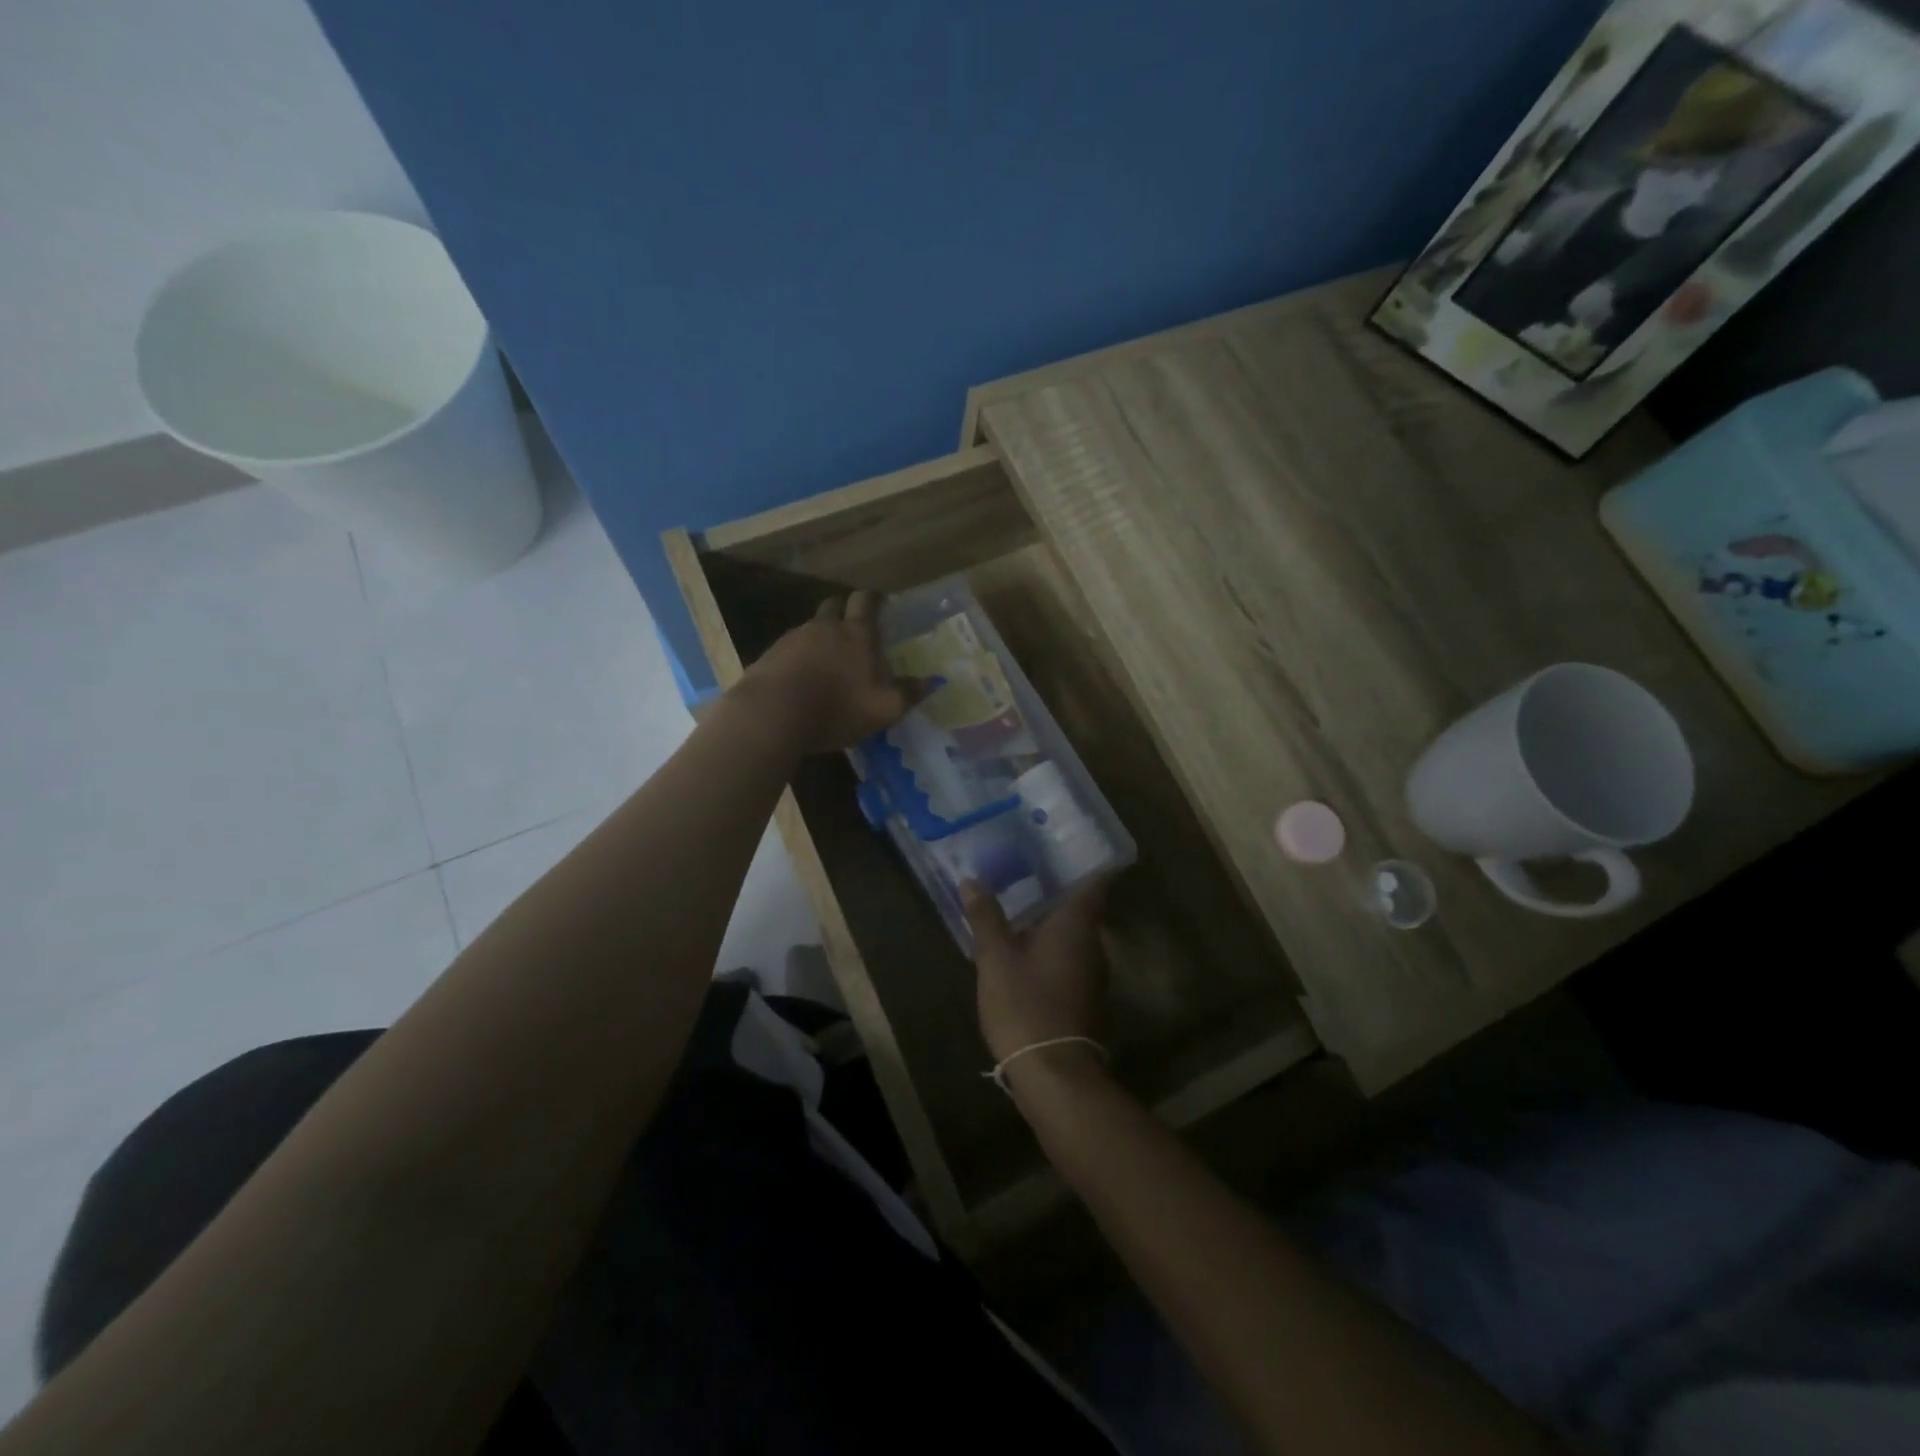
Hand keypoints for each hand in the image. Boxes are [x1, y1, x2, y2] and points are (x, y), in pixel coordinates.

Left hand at [735, 591, 916, 753]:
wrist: (772, 714)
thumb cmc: (836, 708)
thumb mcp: (882, 709)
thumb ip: (907, 694)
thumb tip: (932, 681)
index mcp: (856, 634)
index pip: (866, 601)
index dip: (874, 599)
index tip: (880, 601)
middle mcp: (824, 627)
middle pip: (833, 606)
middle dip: (843, 612)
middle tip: (852, 630)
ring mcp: (792, 639)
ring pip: (810, 628)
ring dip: (819, 639)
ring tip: (825, 663)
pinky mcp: (769, 656)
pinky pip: (788, 650)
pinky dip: (797, 659)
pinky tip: (800, 680)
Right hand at [964, 875, 1111, 1065]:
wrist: (1054, 1074)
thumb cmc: (1025, 1004)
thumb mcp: (996, 958)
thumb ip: (986, 917)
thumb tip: (972, 879)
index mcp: (1077, 925)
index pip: (1096, 882)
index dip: (1092, 862)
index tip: (1076, 845)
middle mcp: (1093, 944)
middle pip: (1083, 909)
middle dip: (1059, 891)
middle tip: (1030, 871)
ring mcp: (1094, 974)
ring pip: (1075, 936)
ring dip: (1053, 923)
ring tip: (1022, 907)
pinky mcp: (1086, 998)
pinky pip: (1071, 960)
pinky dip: (1053, 949)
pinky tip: (1027, 951)